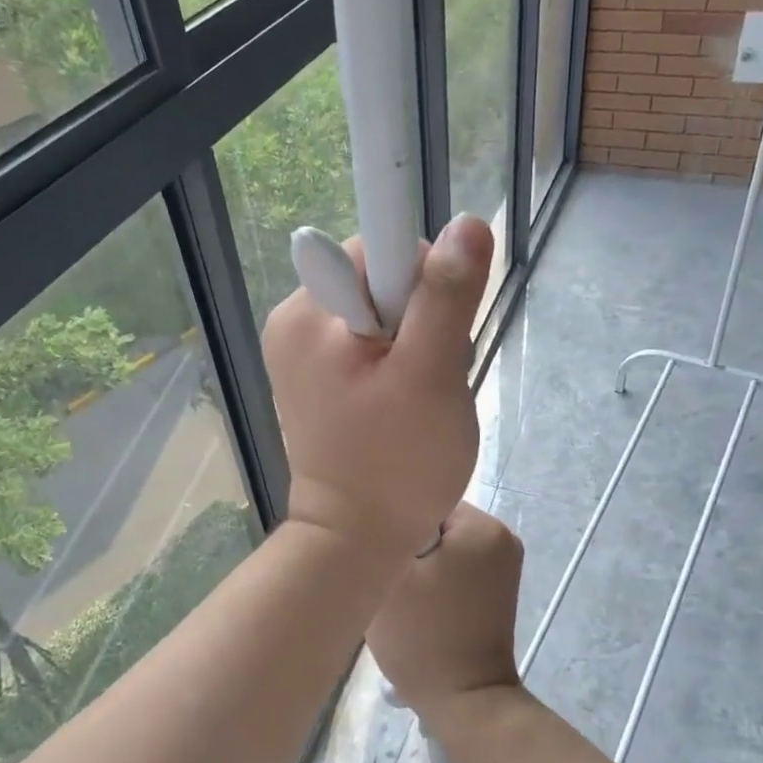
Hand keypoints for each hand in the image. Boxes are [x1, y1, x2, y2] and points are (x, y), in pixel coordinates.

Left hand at [264, 215, 493, 560]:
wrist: (356, 538)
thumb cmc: (398, 463)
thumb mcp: (432, 375)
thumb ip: (447, 296)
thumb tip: (468, 223)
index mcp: (309, 312)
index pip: (381, 249)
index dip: (423, 285)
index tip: (435, 337)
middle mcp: (295, 320)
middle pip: (382, 280)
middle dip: (421, 320)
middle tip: (429, 380)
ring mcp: (301, 350)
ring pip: (382, 312)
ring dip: (414, 345)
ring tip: (416, 399)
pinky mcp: (314, 375)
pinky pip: (369, 342)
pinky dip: (396, 364)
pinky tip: (401, 403)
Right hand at [366, 502, 522, 719]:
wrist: (464, 702)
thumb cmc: (423, 636)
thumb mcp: (391, 576)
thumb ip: (384, 534)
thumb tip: (381, 513)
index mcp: (483, 526)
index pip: (424, 502)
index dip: (396, 528)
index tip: (383, 559)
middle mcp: (503, 537)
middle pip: (435, 525)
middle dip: (409, 548)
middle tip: (392, 584)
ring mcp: (505, 566)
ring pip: (444, 548)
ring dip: (421, 567)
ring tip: (407, 601)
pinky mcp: (499, 591)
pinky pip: (457, 568)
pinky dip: (437, 582)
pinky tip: (424, 609)